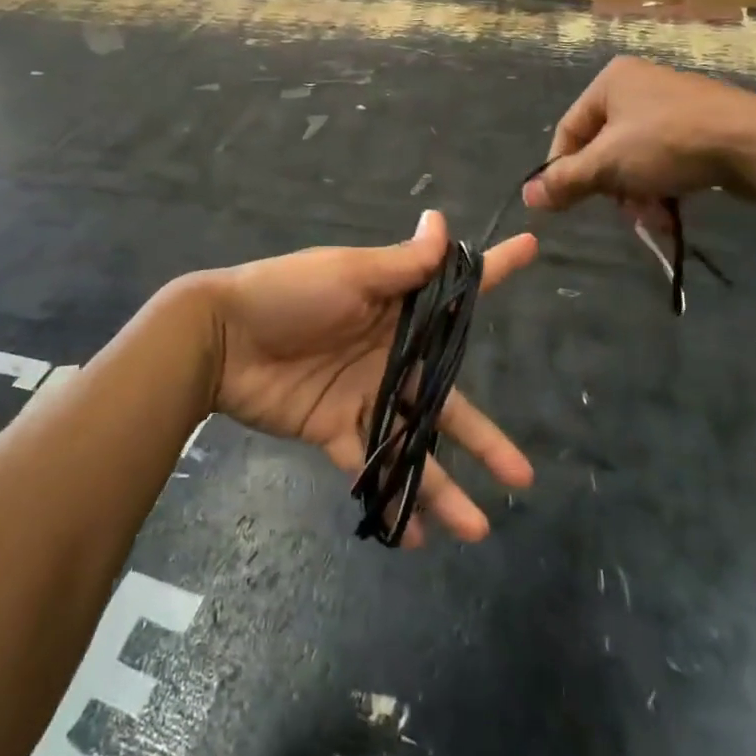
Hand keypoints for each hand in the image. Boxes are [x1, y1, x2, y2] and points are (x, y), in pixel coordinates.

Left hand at [202, 211, 538, 545]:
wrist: (221, 336)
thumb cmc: (289, 293)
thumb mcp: (349, 273)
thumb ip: (400, 263)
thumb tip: (442, 220)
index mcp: (396, 309)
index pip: (455, 292)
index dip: (494, 271)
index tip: (533, 249)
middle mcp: (388, 355)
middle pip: (445, 398)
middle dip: (483, 436)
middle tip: (523, 475)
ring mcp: (363, 396)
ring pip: (412, 443)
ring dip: (441, 485)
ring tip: (476, 528)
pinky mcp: (333, 429)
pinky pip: (368, 465)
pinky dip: (389, 495)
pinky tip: (414, 535)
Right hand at [524, 57, 755, 212]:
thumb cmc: (669, 143)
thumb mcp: (608, 163)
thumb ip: (566, 180)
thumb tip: (527, 196)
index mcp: (611, 81)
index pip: (568, 130)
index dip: (562, 169)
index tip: (566, 203)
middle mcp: (638, 85)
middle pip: (602, 146)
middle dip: (609, 185)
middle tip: (621, 209)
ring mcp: (672, 104)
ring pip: (634, 157)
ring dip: (635, 191)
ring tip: (650, 215)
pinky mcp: (701, 126)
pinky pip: (664, 158)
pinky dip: (661, 184)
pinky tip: (670, 209)